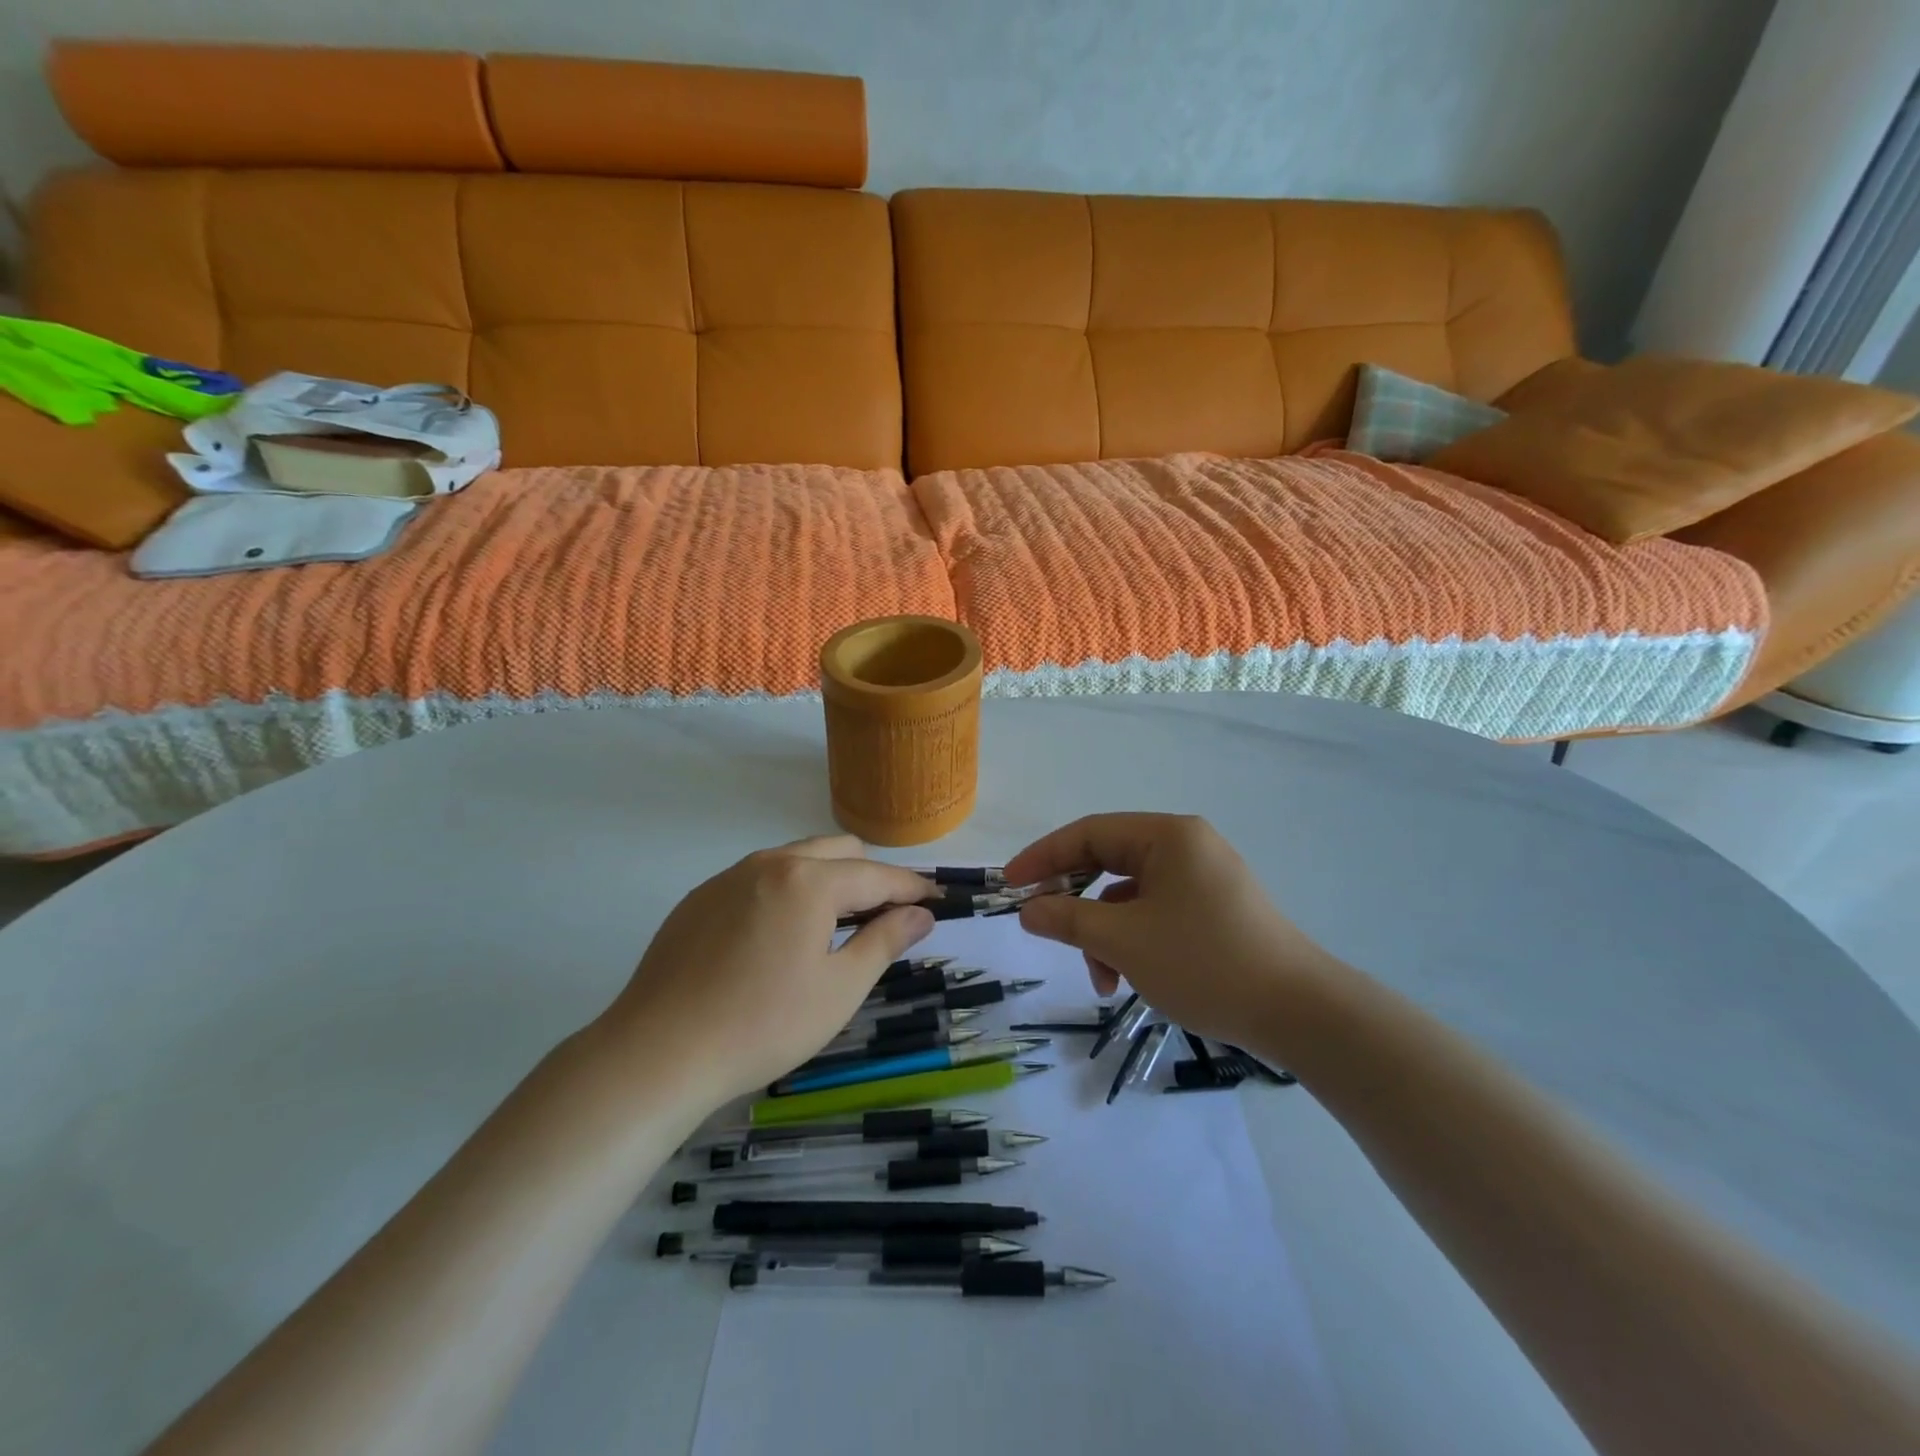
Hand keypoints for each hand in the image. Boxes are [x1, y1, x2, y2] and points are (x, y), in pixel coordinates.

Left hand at [599, 836, 935, 1103]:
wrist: (657, 1053)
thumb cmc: (763, 1025)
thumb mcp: (839, 989)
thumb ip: (885, 941)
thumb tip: (921, 914)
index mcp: (809, 880)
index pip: (876, 875)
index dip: (912, 887)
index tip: (936, 900)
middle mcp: (769, 863)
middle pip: (837, 851)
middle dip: (869, 876)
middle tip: (884, 919)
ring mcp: (729, 877)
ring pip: (795, 859)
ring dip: (827, 881)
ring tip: (833, 928)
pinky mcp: (699, 898)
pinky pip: (758, 878)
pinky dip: (786, 893)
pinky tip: (777, 939)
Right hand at [1004, 813, 1342, 1045]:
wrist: (1300, 1013)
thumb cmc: (1205, 963)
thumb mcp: (1125, 941)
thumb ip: (1068, 919)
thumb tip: (1027, 909)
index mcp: (1168, 836)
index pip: (1089, 832)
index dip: (1043, 857)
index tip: (1009, 885)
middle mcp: (1187, 846)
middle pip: (1109, 862)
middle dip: (1075, 902)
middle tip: (1043, 927)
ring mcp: (1204, 879)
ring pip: (1131, 895)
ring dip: (1105, 933)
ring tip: (1104, 980)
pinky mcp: (1215, 910)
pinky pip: (1157, 913)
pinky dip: (1134, 941)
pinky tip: (1128, 979)